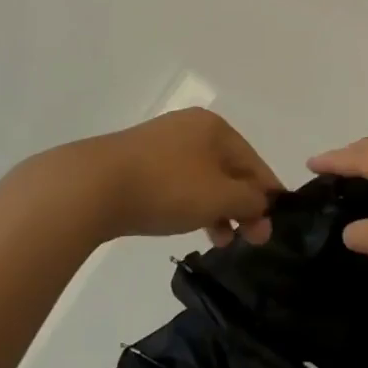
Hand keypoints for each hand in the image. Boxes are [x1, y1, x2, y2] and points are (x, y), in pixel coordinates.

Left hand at [68, 108, 279, 244]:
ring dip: (218, 208)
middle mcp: (191, 127)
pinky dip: (192, 203)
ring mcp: (162, 142)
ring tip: (221, 240)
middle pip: (229, 169)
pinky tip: (191, 224)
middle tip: (250, 239)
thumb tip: (264, 203)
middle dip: (242, 205)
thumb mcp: (219, 196)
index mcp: (216, 127)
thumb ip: (250, 200)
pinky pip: (179, 181)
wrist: (93, 186)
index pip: (255, 162)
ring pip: (203, 178)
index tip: (274, 227)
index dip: (268, 195)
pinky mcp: (139, 160)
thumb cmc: (167, 187)